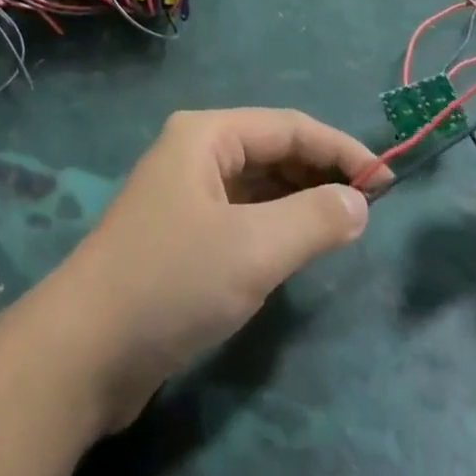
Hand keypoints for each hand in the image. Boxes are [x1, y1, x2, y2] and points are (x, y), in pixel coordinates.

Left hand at [46, 109, 384, 430]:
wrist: (86, 349)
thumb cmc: (172, 282)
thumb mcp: (254, 249)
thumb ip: (314, 219)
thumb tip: (359, 201)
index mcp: (205, 135)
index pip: (287, 126)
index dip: (339, 149)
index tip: (388, 181)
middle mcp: (193, 153)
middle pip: (270, 150)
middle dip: (320, 172)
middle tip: (371, 208)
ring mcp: (184, 194)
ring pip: (256, 184)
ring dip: (299, 199)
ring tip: (346, 225)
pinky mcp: (181, 235)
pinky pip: (241, 214)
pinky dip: (274, 224)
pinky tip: (299, 245)